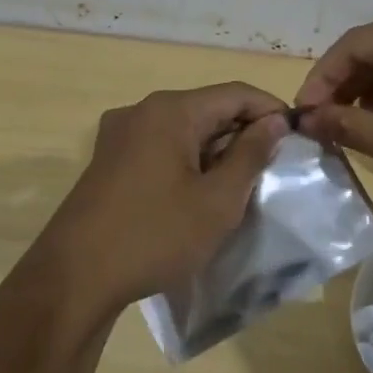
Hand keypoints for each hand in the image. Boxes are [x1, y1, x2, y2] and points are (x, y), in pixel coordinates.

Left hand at [0, 84, 289, 372]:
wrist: (74, 278)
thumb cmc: (155, 236)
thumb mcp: (218, 201)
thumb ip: (251, 155)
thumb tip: (274, 121)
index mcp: (170, 110)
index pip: (236, 93)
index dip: (271, 111)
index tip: (298, 139)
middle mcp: (141, 111)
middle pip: (208, 108)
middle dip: (243, 133)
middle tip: (273, 169)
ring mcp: (119, 135)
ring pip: (183, 130)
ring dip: (216, 150)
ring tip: (241, 185)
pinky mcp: (107, 161)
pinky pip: (160, 148)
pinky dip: (188, 161)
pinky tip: (199, 193)